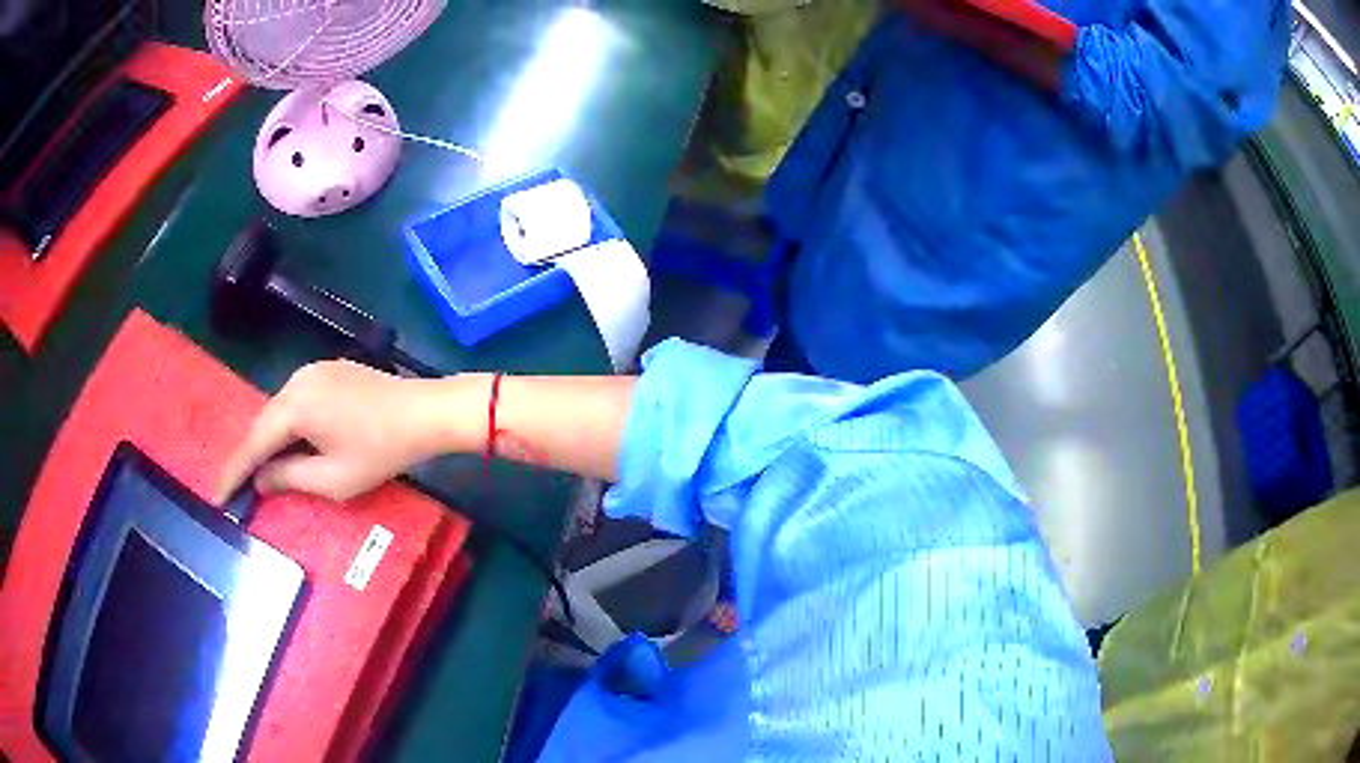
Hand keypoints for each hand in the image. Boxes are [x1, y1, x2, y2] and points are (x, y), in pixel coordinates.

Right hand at [216, 361, 473, 502]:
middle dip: (249, 454)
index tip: (218, 494)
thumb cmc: (380, 451)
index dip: (235, 471)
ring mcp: (314, 370)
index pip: (254, 442)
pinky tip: (288, 442)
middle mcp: (297, 380)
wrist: (425, 412)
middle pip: (264, 422)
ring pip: (279, 409)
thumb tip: (260, 479)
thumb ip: (290, 477)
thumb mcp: (333, 479)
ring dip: (269, 438)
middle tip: (236, 485)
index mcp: (295, 405)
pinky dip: (287, 423)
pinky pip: (297, 399)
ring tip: (258, 469)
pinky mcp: (329, 369)